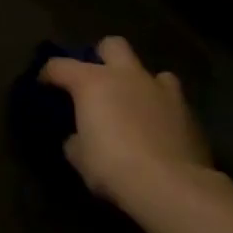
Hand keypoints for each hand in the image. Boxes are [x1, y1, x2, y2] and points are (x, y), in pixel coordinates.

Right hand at [42, 35, 211, 213]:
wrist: (172, 187)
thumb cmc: (113, 166)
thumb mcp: (79, 157)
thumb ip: (76, 139)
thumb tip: (79, 137)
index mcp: (92, 81)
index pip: (60, 65)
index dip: (48, 74)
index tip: (44, 85)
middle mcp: (126, 76)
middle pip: (112, 45)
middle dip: (103, 57)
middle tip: (98, 81)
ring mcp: (161, 91)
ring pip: (151, 71)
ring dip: (141, 84)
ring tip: (136, 105)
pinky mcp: (189, 114)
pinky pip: (173, 102)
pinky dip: (163, 111)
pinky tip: (159, 131)